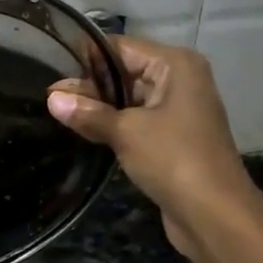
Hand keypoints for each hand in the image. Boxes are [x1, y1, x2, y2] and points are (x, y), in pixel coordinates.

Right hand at [47, 36, 257, 254]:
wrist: (214, 213)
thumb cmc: (173, 159)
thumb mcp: (125, 132)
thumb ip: (88, 113)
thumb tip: (52, 98)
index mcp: (175, 65)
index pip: (120, 48)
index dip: (86, 59)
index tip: (50, 69)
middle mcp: (179, 80)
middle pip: (124, 72)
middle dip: (89, 86)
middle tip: (49, 98)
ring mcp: (177, 110)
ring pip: (128, 100)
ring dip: (99, 108)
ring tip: (58, 114)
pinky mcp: (172, 138)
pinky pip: (136, 122)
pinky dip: (113, 126)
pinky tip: (84, 133)